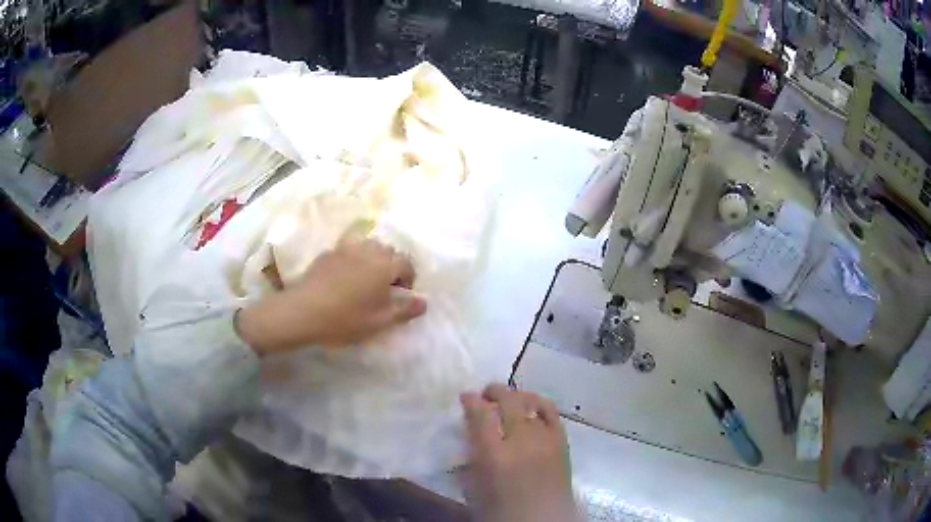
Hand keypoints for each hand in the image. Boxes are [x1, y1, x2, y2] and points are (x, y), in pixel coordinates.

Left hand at [235, 240, 426, 355]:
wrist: (303, 311)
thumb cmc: (345, 318)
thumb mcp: (380, 321)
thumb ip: (405, 310)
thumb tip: (424, 302)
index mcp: (384, 264)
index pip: (406, 264)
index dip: (408, 279)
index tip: (401, 296)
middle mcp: (367, 250)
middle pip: (388, 251)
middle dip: (392, 267)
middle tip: (385, 289)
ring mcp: (345, 249)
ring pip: (368, 247)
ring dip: (373, 260)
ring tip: (365, 282)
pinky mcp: (328, 253)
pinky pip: (349, 251)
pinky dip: (354, 261)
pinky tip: (344, 280)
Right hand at [461, 384, 577, 521]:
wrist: (541, 521)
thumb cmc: (501, 510)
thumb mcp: (474, 487)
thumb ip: (471, 458)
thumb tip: (470, 435)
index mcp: (494, 455)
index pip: (481, 415)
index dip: (471, 401)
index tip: (466, 397)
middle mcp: (521, 441)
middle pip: (509, 401)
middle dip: (494, 391)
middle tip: (485, 393)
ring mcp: (545, 440)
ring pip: (532, 403)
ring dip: (517, 396)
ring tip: (509, 398)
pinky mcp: (562, 443)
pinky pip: (552, 414)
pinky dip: (540, 405)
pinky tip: (533, 407)